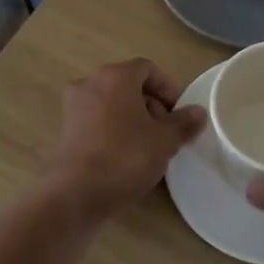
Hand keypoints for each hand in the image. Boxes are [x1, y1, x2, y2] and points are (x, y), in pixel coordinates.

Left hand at [40, 58, 205, 222]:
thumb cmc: (125, 156)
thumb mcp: (165, 141)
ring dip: (133, 119)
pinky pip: (97, 122)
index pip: (147, 68)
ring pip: (112, 104)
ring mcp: (73, 108)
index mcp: (115, 76)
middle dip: (151, 105)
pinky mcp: (65, 132)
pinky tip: (125, 157)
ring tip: (148, 147)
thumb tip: (197, 113)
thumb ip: (183, 123)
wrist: (75, 194)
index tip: (179, 113)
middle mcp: (90, 84)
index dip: (168, 88)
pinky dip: (114, 131)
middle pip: (128, 85)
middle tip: (166, 132)